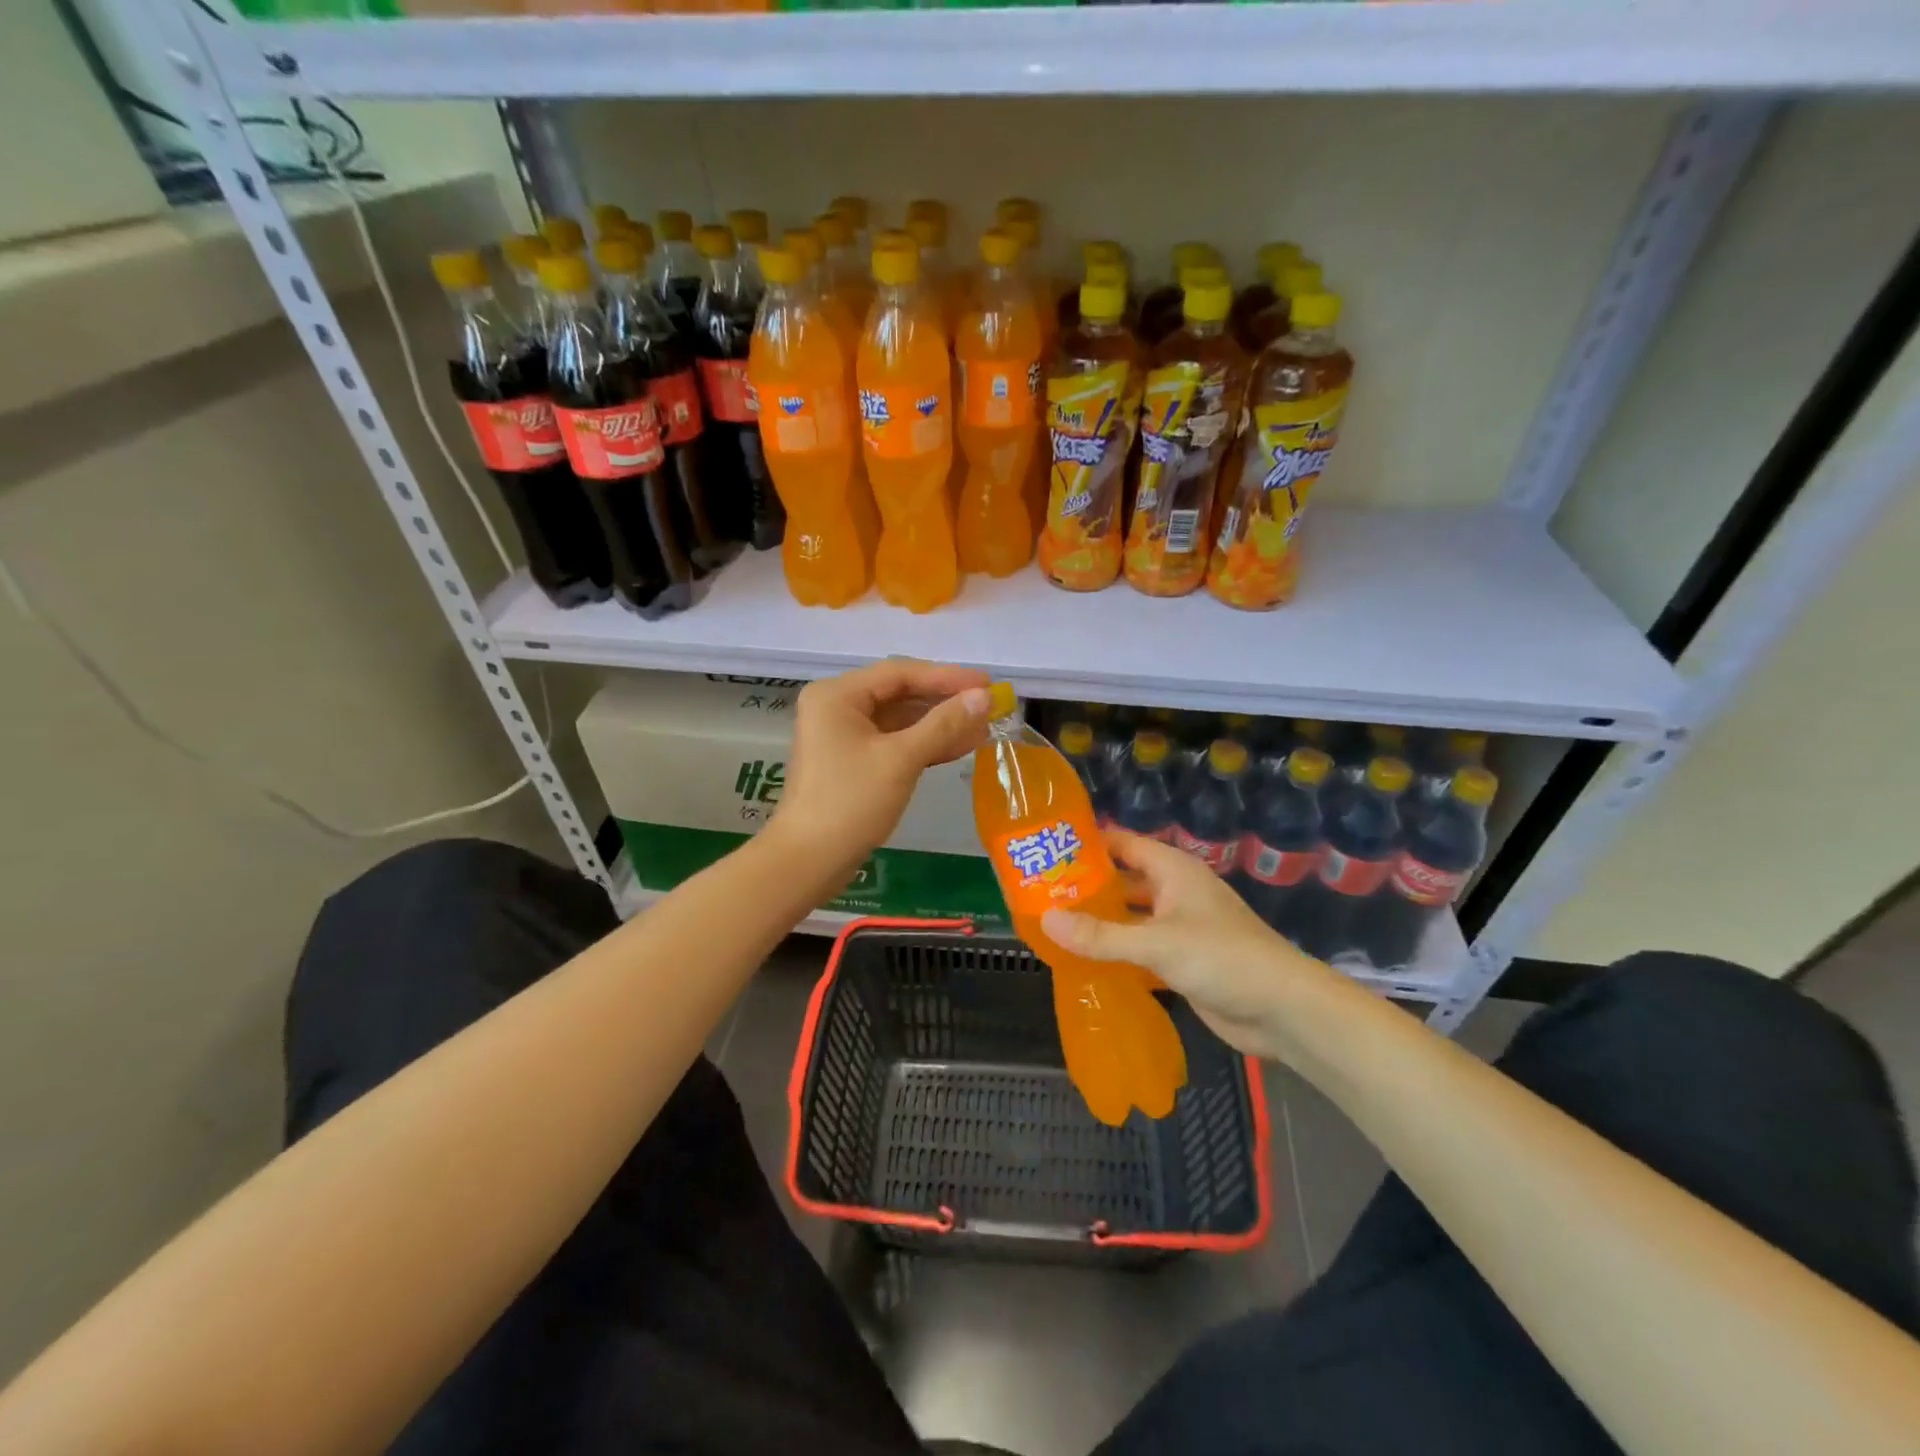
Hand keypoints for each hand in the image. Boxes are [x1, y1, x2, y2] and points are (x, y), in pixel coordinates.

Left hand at [772, 659, 991, 889]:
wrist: (808, 861)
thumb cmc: (851, 802)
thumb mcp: (901, 759)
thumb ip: (944, 724)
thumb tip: (985, 697)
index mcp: (837, 695)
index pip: (900, 673)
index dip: (947, 677)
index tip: (987, 683)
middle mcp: (836, 707)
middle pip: (899, 693)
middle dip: (945, 702)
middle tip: (989, 706)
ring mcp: (842, 735)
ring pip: (899, 720)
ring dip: (939, 724)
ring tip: (982, 728)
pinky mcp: (852, 761)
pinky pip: (893, 742)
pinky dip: (923, 744)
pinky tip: (959, 747)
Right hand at [1042, 829, 1335, 1056]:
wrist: (1282, 1010)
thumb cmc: (1222, 958)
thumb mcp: (1156, 943)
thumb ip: (1100, 935)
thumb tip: (1046, 919)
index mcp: (1173, 871)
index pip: (1123, 844)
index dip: (1088, 844)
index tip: (1048, 850)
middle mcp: (1174, 893)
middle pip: (1123, 881)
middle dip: (1087, 887)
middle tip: (1039, 894)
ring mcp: (1179, 928)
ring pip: (1130, 918)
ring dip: (1099, 923)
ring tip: (1052, 927)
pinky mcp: (1182, 961)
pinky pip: (1139, 950)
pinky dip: (1115, 954)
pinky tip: (1082, 963)